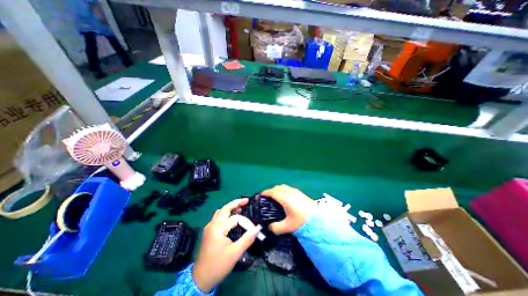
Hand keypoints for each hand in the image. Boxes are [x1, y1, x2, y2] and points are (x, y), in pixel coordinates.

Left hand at [193, 197, 261, 292]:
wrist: (200, 279)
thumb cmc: (218, 265)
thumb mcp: (235, 253)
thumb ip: (247, 239)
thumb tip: (258, 228)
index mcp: (218, 228)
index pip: (235, 218)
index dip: (245, 221)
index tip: (252, 227)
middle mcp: (212, 224)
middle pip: (225, 208)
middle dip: (236, 203)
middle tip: (246, 200)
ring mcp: (209, 227)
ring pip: (221, 212)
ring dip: (230, 207)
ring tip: (240, 206)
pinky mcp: (208, 231)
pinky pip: (218, 217)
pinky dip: (225, 213)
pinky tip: (231, 216)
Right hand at [260, 185, 315, 234]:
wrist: (319, 219)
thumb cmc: (302, 221)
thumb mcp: (288, 226)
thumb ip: (276, 228)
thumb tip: (269, 227)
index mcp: (284, 198)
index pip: (272, 192)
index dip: (265, 192)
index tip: (261, 195)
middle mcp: (289, 192)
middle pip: (278, 187)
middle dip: (271, 190)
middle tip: (267, 197)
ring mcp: (296, 191)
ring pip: (283, 187)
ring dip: (278, 190)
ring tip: (276, 197)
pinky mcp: (300, 193)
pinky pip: (288, 189)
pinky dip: (284, 190)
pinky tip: (286, 198)